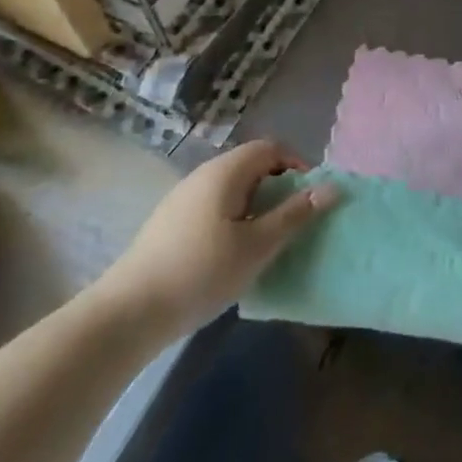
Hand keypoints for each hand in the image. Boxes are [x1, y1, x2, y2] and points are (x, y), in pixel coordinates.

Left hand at [93, 140, 338, 340]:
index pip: (271, 148)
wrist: (128, 313)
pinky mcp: (170, 222)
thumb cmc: (202, 272)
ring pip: (232, 188)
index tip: (312, 198)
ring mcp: (182, 198)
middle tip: (294, 222)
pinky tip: (233, 254)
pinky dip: (235, 218)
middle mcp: (203, 175)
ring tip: (268, 240)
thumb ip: (296, 214)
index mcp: (226, 171)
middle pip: (252, 165)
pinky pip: (214, 206)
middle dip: (279, 187)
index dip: (298, 165)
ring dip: (257, 205)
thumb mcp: (258, 245)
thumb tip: (332, 188)